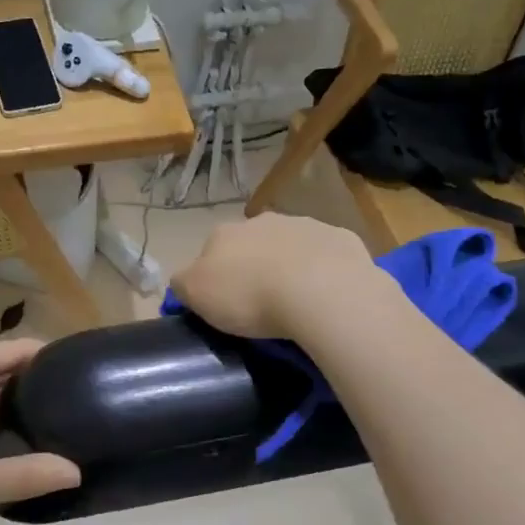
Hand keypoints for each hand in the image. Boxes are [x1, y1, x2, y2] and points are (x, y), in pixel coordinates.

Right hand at [171, 214, 382, 339]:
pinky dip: (324, 272)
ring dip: (290, 266)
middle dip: (255, 267)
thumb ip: (183, 284)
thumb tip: (183, 280)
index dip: (216, 276)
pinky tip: (327, 296)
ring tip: (297, 303)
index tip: (225, 303)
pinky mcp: (340, 239)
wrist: (320, 291)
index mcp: (224, 233)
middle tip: (261, 304)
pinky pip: (327, 257)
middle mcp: (263, 221)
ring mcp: (305, 225)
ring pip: (291, 246)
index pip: (211, 251)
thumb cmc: (249, 295)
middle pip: (252, 245)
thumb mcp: (197, 295)